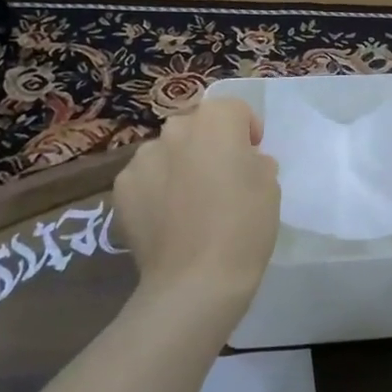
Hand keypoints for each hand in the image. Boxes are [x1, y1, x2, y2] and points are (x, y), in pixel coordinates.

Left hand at [113, 99, 279, 307]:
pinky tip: (166, 220)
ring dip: (179, 164)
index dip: (246, 130)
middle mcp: (175, 129)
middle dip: (209, 144)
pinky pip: (145, 177)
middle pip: (196, 125)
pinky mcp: (121, 187)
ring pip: (167, 151)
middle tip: (220, 180)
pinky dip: (155, 189)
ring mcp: (143, 157)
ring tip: (188, 204)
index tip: (252, 157)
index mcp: (216, 121)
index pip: (234, 109)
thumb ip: (255, 162)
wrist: (195, 281)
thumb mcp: (270, 188)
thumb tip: (242, 162)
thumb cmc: (244, 228)